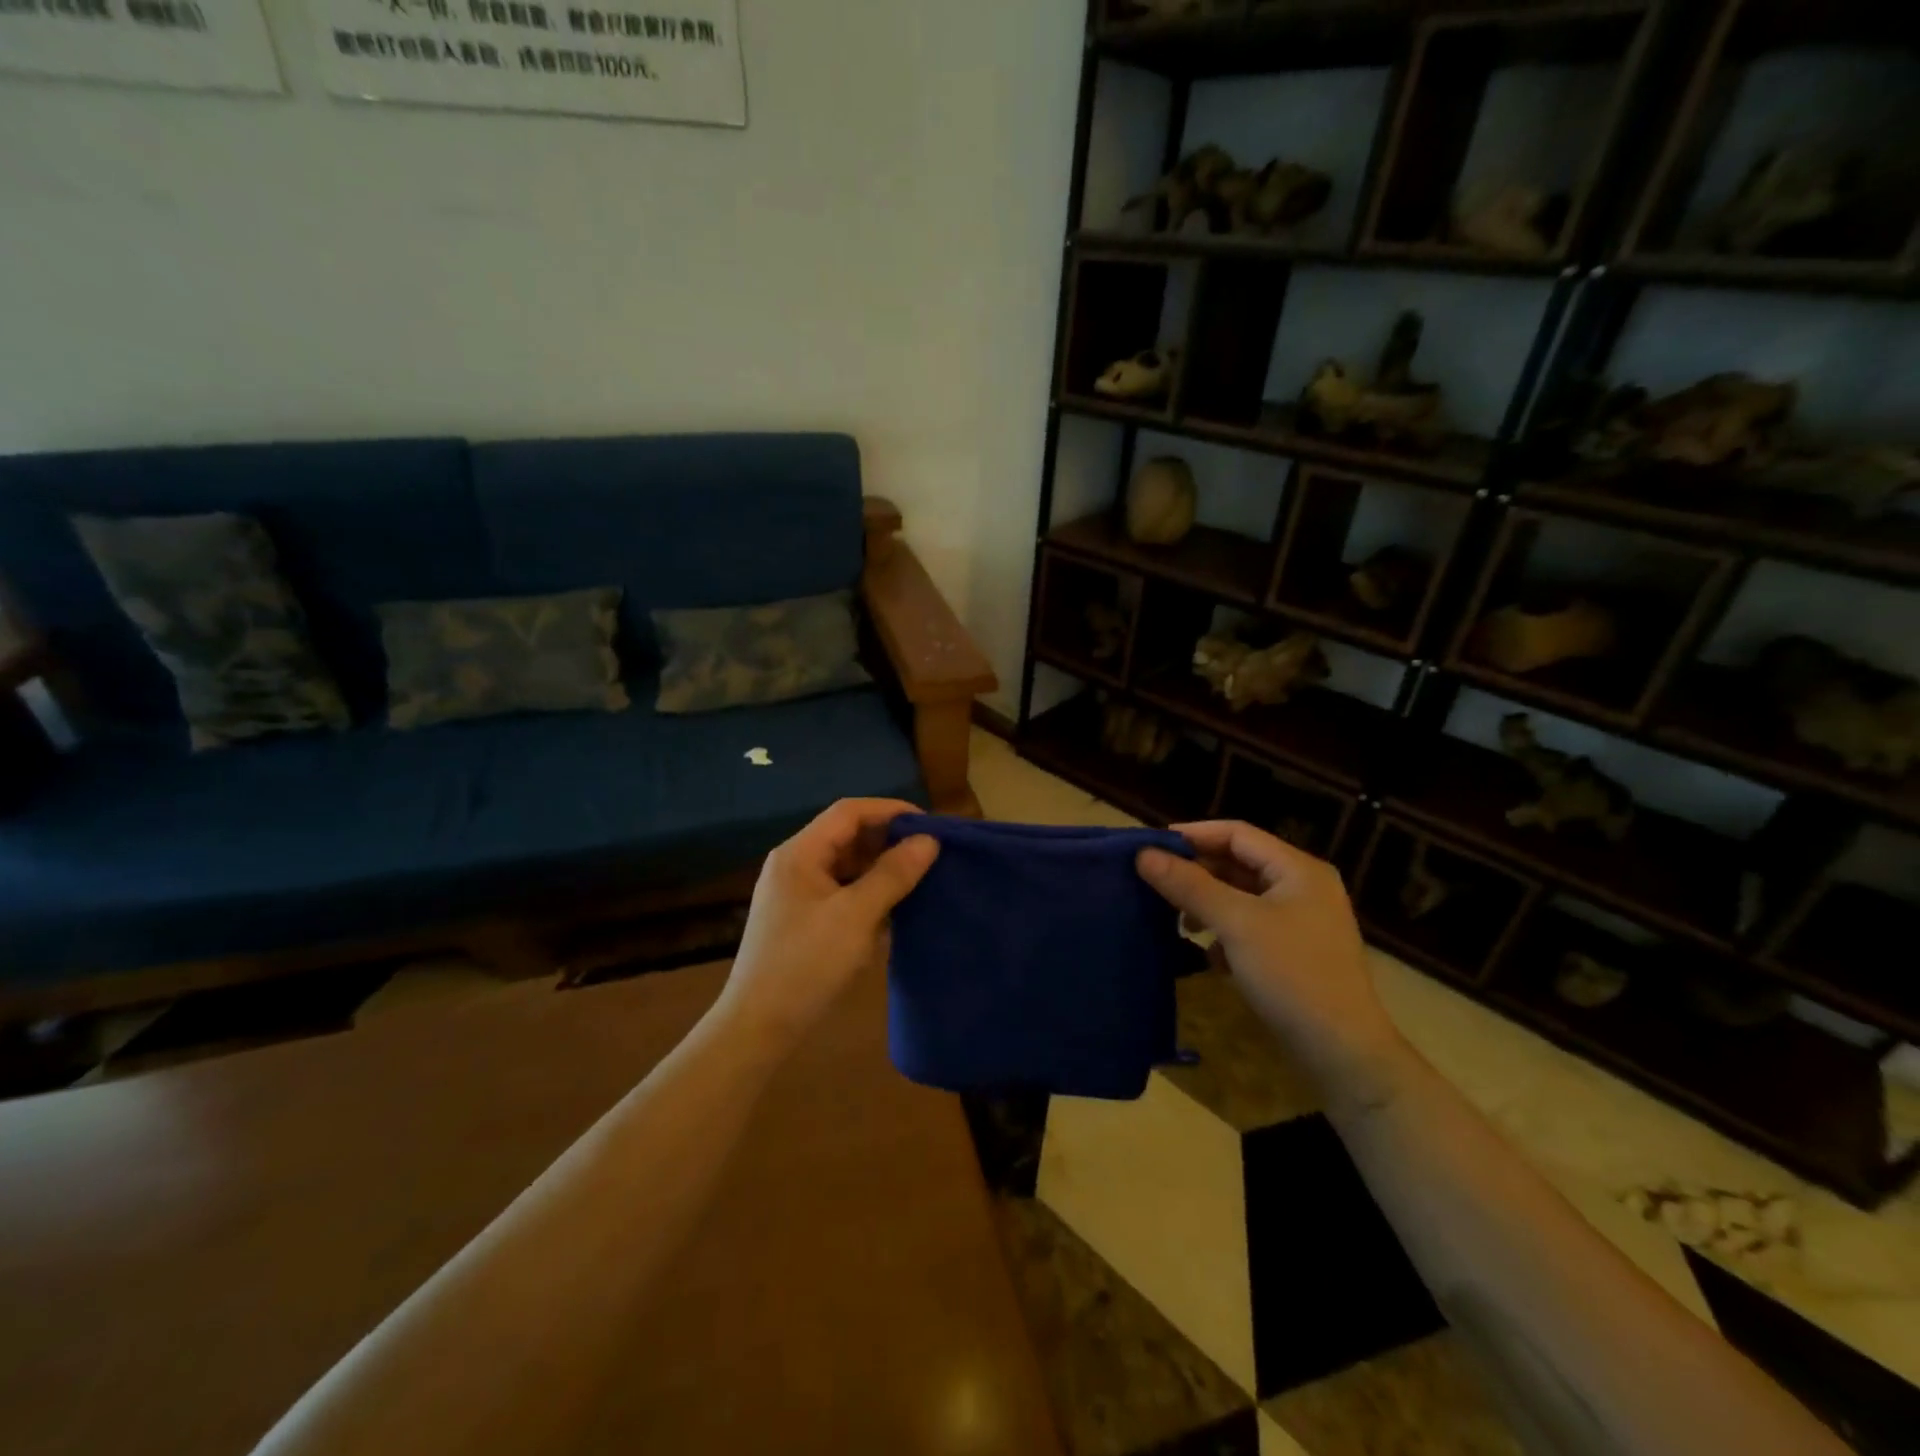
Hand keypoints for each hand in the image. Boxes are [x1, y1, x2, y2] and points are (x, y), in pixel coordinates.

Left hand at [716, 799, 938, 1049]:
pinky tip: (894, 907)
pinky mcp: (802, 919)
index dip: (890, 810)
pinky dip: (868, 892)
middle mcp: (795, 864)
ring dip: (880, 867)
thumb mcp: (856, 916)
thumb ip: (892, 874)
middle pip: (847, 835)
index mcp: (800, 853)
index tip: (929, 824)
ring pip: (846, 865)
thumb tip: (928, 841)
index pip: (849, 812)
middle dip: (888, 839)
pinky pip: (841, 890)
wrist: (758, 1027)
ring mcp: (797, 893)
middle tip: (930, 852)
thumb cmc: (806, 964)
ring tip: (919, 877)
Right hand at [1137, 822, 1409, 1107]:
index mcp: (1298, 869)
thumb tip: (1143, 854)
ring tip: (1180, 923)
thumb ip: (1189, 885)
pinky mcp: (1294, 952)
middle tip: (1155, 884)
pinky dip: (1225, 933)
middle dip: (1197, 873)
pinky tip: (1211, 958)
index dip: (1192, 835)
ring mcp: (1301, 921)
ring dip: (1207, 905)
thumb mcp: (1236, 924)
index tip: (1150, 846)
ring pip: (1241, 897)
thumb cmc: (1292, 975)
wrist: (1343, 1054)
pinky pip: (1249, 926)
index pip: (1237, 833)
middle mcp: (1303, 887)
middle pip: (1238, 863)